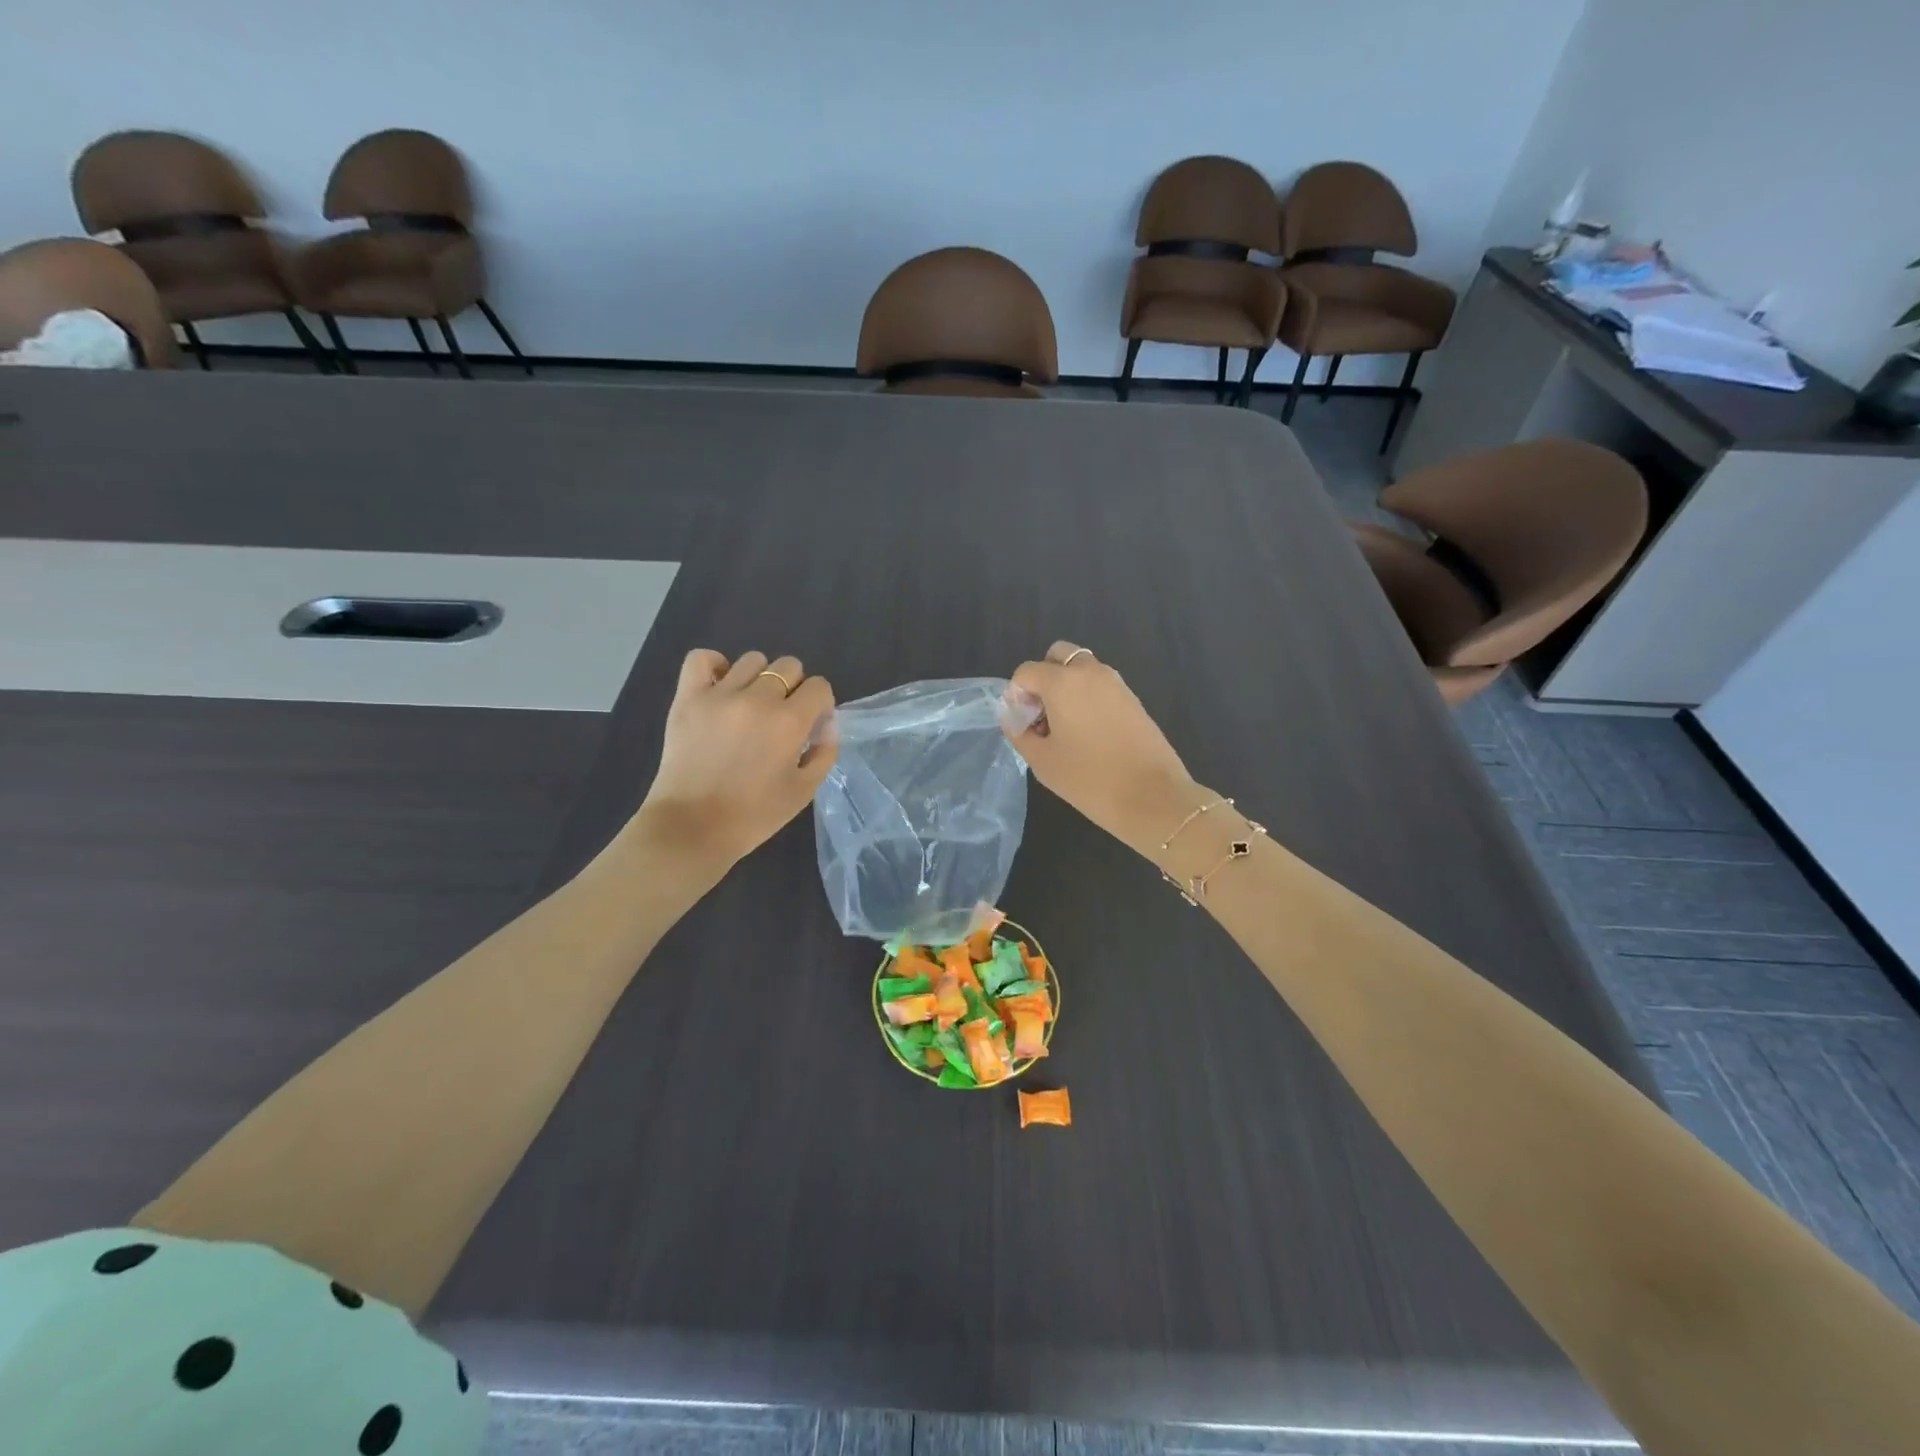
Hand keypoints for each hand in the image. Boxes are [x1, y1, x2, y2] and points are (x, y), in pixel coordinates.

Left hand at [636, 649, 836, 872]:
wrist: (693, 828)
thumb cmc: (754, 816)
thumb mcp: (804, 791)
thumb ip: (824, 752)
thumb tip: (826, 723)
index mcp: (790, 722)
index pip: (819, 686)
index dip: (820, 703)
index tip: (811, 724)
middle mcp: (758, 699)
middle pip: (788, 667)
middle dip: (794, 688)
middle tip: (781, 717)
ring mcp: (719, 695)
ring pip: (752, 660)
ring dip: (760, 679)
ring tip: (750, 705)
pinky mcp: (688, 698)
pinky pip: (702, 658)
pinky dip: (715, 666)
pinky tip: (721, 687)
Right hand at [1007, 641, 1205, 857]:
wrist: (1152, 797)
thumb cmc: (1089, 779)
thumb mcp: (1042, 761)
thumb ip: (1020, 733)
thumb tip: (1014, 718)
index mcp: (1063, 682)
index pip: (1026, 672)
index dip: (1016, 696)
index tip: (1022, 724)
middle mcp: (1090, 672)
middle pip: (1058, 656)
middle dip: (1043, 679)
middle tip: (1042, 715)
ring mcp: (1116, 683)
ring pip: (1081, 669)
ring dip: (1066, 687)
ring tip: (1064, 728)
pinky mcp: (1133, 698)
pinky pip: (1100, 685)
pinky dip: (1087, 697)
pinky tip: (1088, 734)